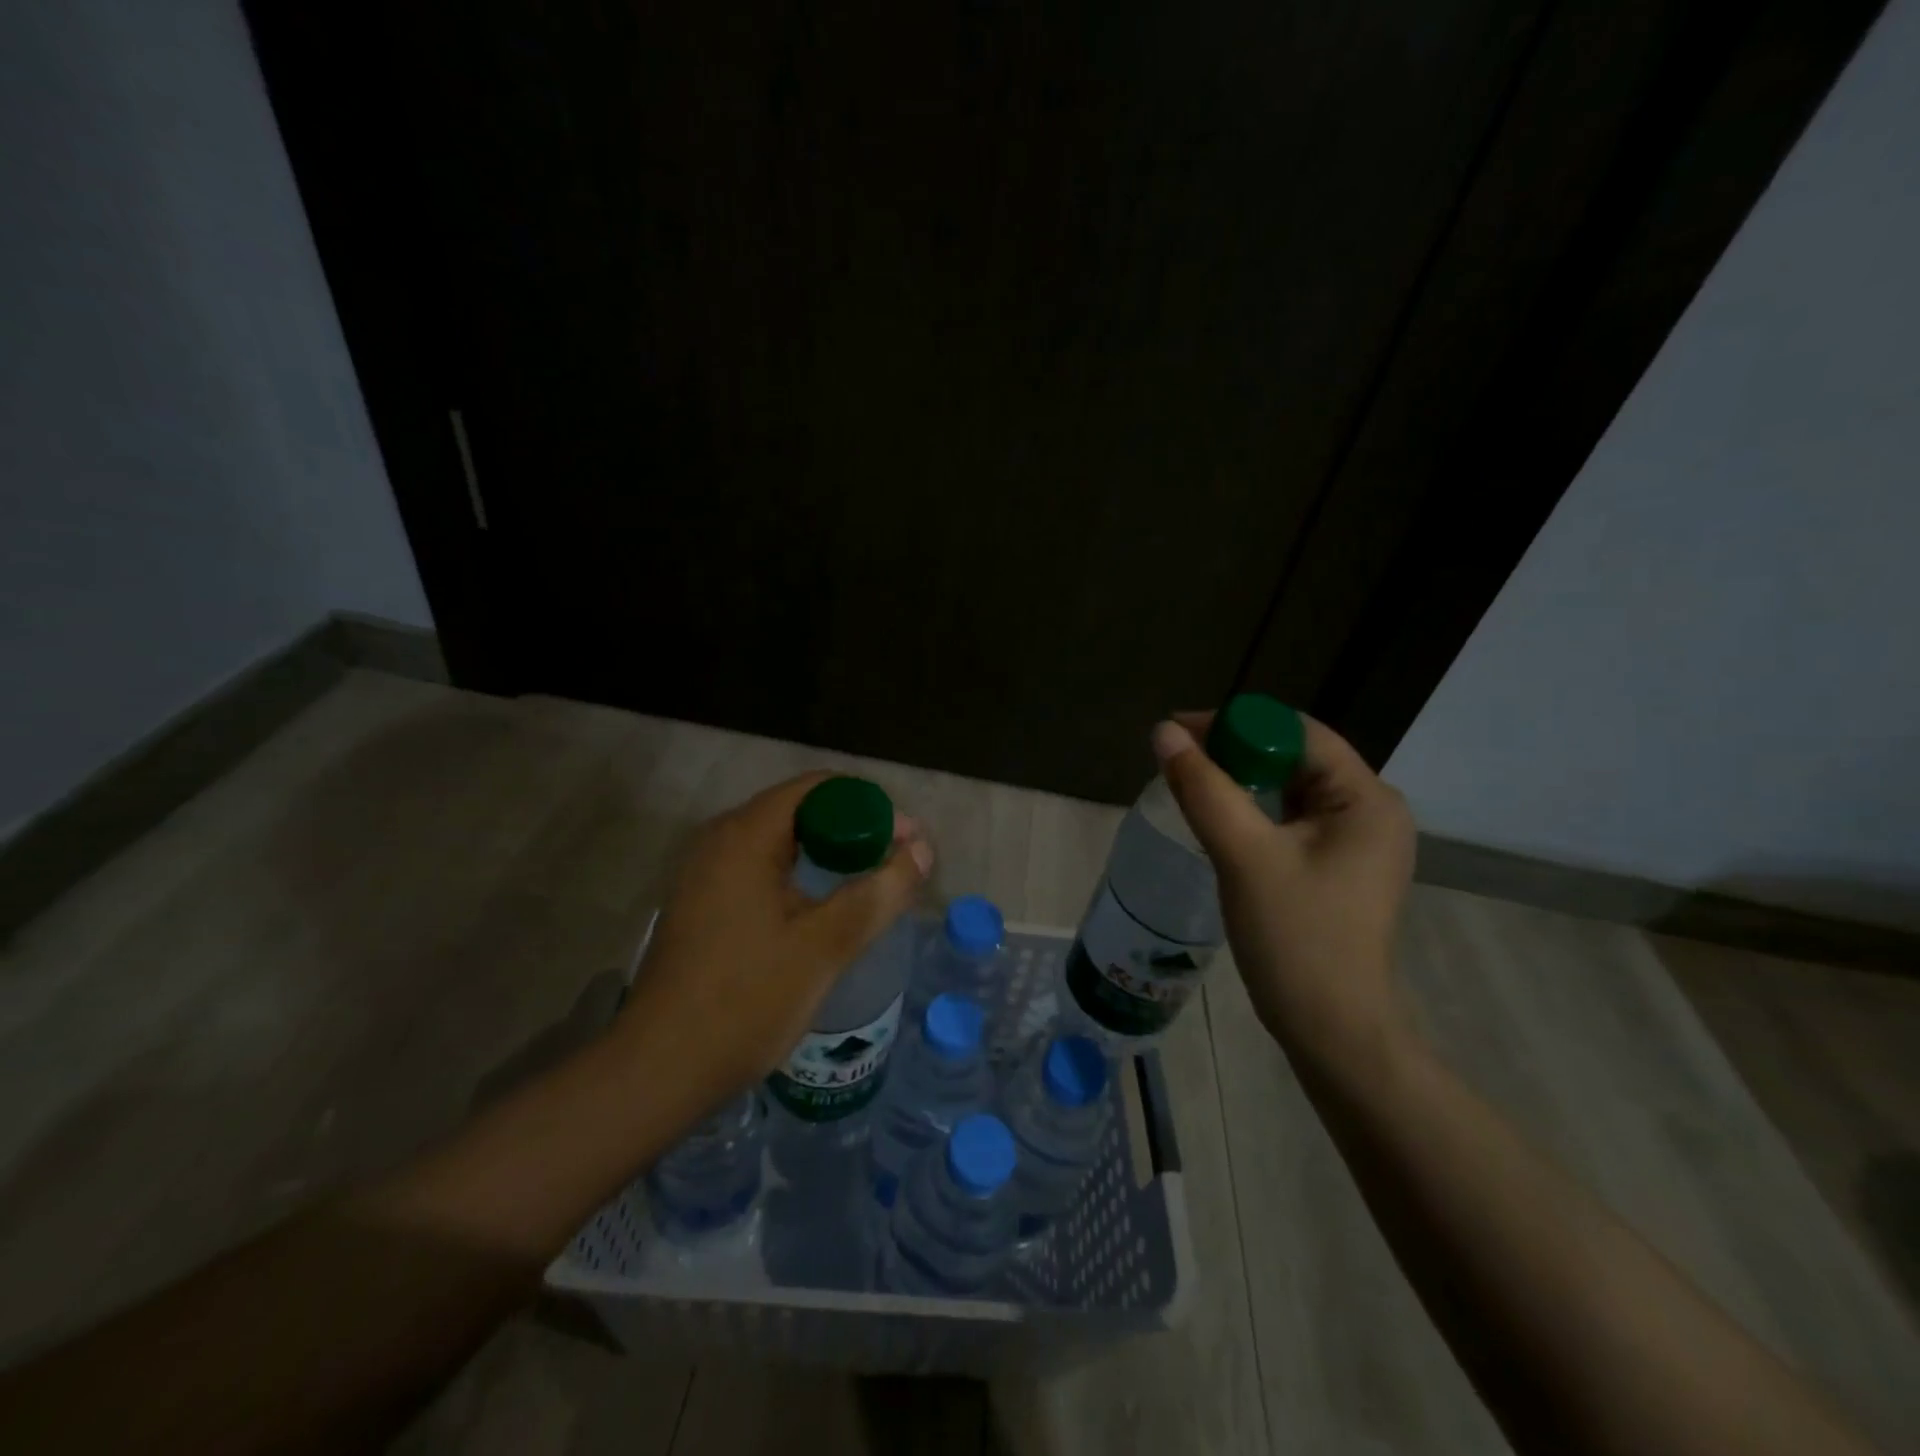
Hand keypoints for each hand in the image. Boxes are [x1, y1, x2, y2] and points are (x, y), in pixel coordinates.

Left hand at [612, 772, 933, 1118]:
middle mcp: (720, 840)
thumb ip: (879, 892)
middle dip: (855, 829)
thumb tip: (923, 850)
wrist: (659, 1071)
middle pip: (801, 810)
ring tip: (872, 882)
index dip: (870, 806)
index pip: (819, 788)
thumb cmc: (746, 1001)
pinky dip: (802, 874)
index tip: (907, 841)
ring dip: (830, 853)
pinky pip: (762, 868)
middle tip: (898, 863)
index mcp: (745, 835)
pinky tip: (825, 907)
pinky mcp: (702, 902)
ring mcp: (705, 872)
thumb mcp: (824, 946)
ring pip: (782, 841)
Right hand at [1152, 711, 1415, 1061]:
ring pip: (1290, 789)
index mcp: (1367, 799)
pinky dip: (1253, 811)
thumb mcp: (1244, 855)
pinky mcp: (1338, 867)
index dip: (1236, 723)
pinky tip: (1218, 819)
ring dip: (1241, 782)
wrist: (1332, 1030)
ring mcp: (1357, 842)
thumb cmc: (1295, 939)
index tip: (1179, 733)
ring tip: (1189, 784)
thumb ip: (1203, 788)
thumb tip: (1162, 732)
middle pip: (1295, 757)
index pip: (1298, 732)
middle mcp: (1371, 811)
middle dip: (1235, 752)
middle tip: (1177, 760)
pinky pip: (1291, 820)